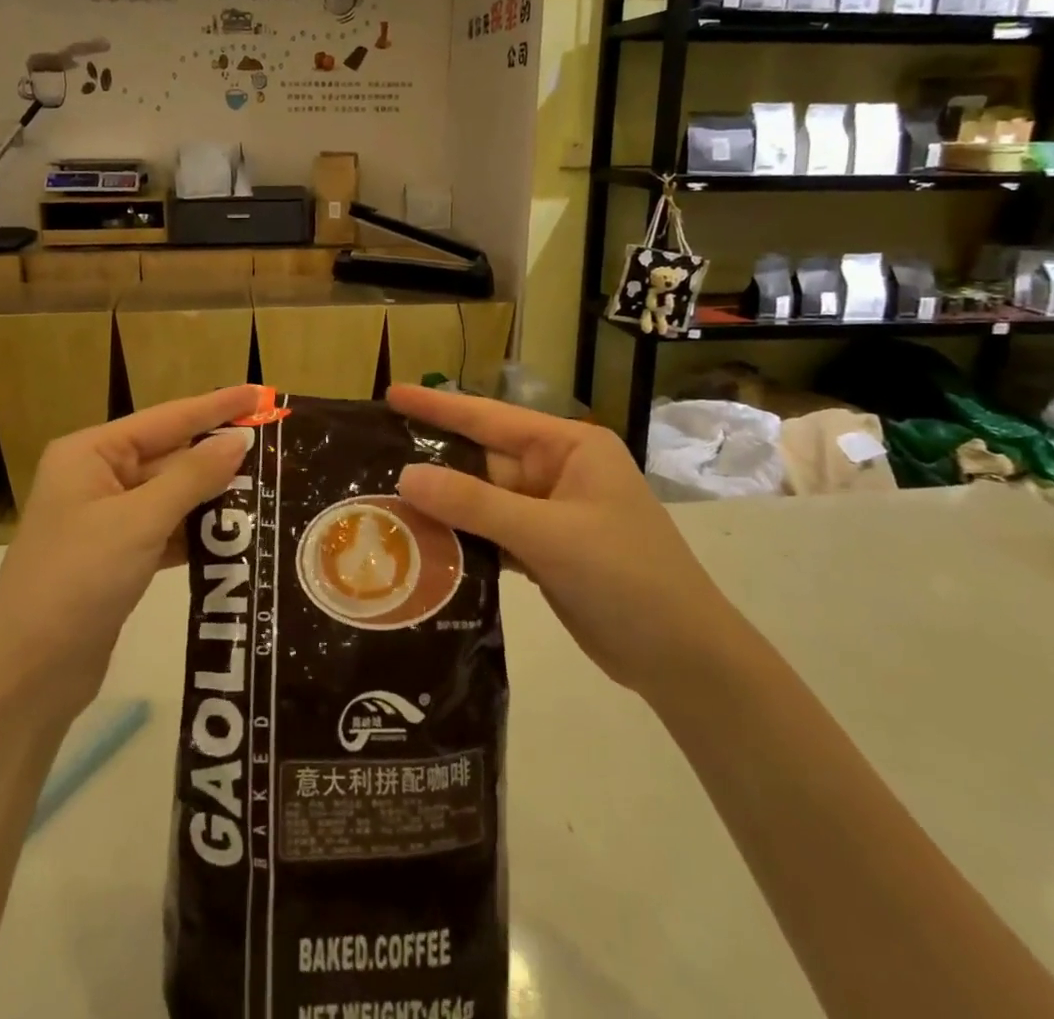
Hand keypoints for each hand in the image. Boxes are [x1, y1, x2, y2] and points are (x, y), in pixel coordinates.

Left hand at [0, 385, 262, 715]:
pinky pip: (167, 529)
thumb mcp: (139, 522)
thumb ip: (193, 477)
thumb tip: (240, 439)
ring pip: (172, 495)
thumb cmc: (78, 581)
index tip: (262, 393)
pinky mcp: (117, 556)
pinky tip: (238, 533)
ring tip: (269, 487)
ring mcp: (106, 519)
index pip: (166, 418)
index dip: (216, 406)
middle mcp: (97, 477)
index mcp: (90, 454)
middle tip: (275, 449)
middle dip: (219, 456)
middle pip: (170, 455)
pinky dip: (198, 531)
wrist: (28, 675)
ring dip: (213, 496)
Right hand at [388, 384, 731, 694]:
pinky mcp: (543, 552)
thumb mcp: (549, 534)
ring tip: (382, 501)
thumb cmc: (626, 577)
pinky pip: (491, 534)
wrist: (683, 659)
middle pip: (482, 460)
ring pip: (482, 500)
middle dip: (432, 461)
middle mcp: (557, 472)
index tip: (391, 393)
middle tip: (371, 457)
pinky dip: (461, 539)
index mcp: (569, 448)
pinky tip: (420, 542)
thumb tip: (406, 476)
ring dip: (442, 504)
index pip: (491, 418)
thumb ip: (475, 504)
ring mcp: (550, 514)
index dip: (439, 406)